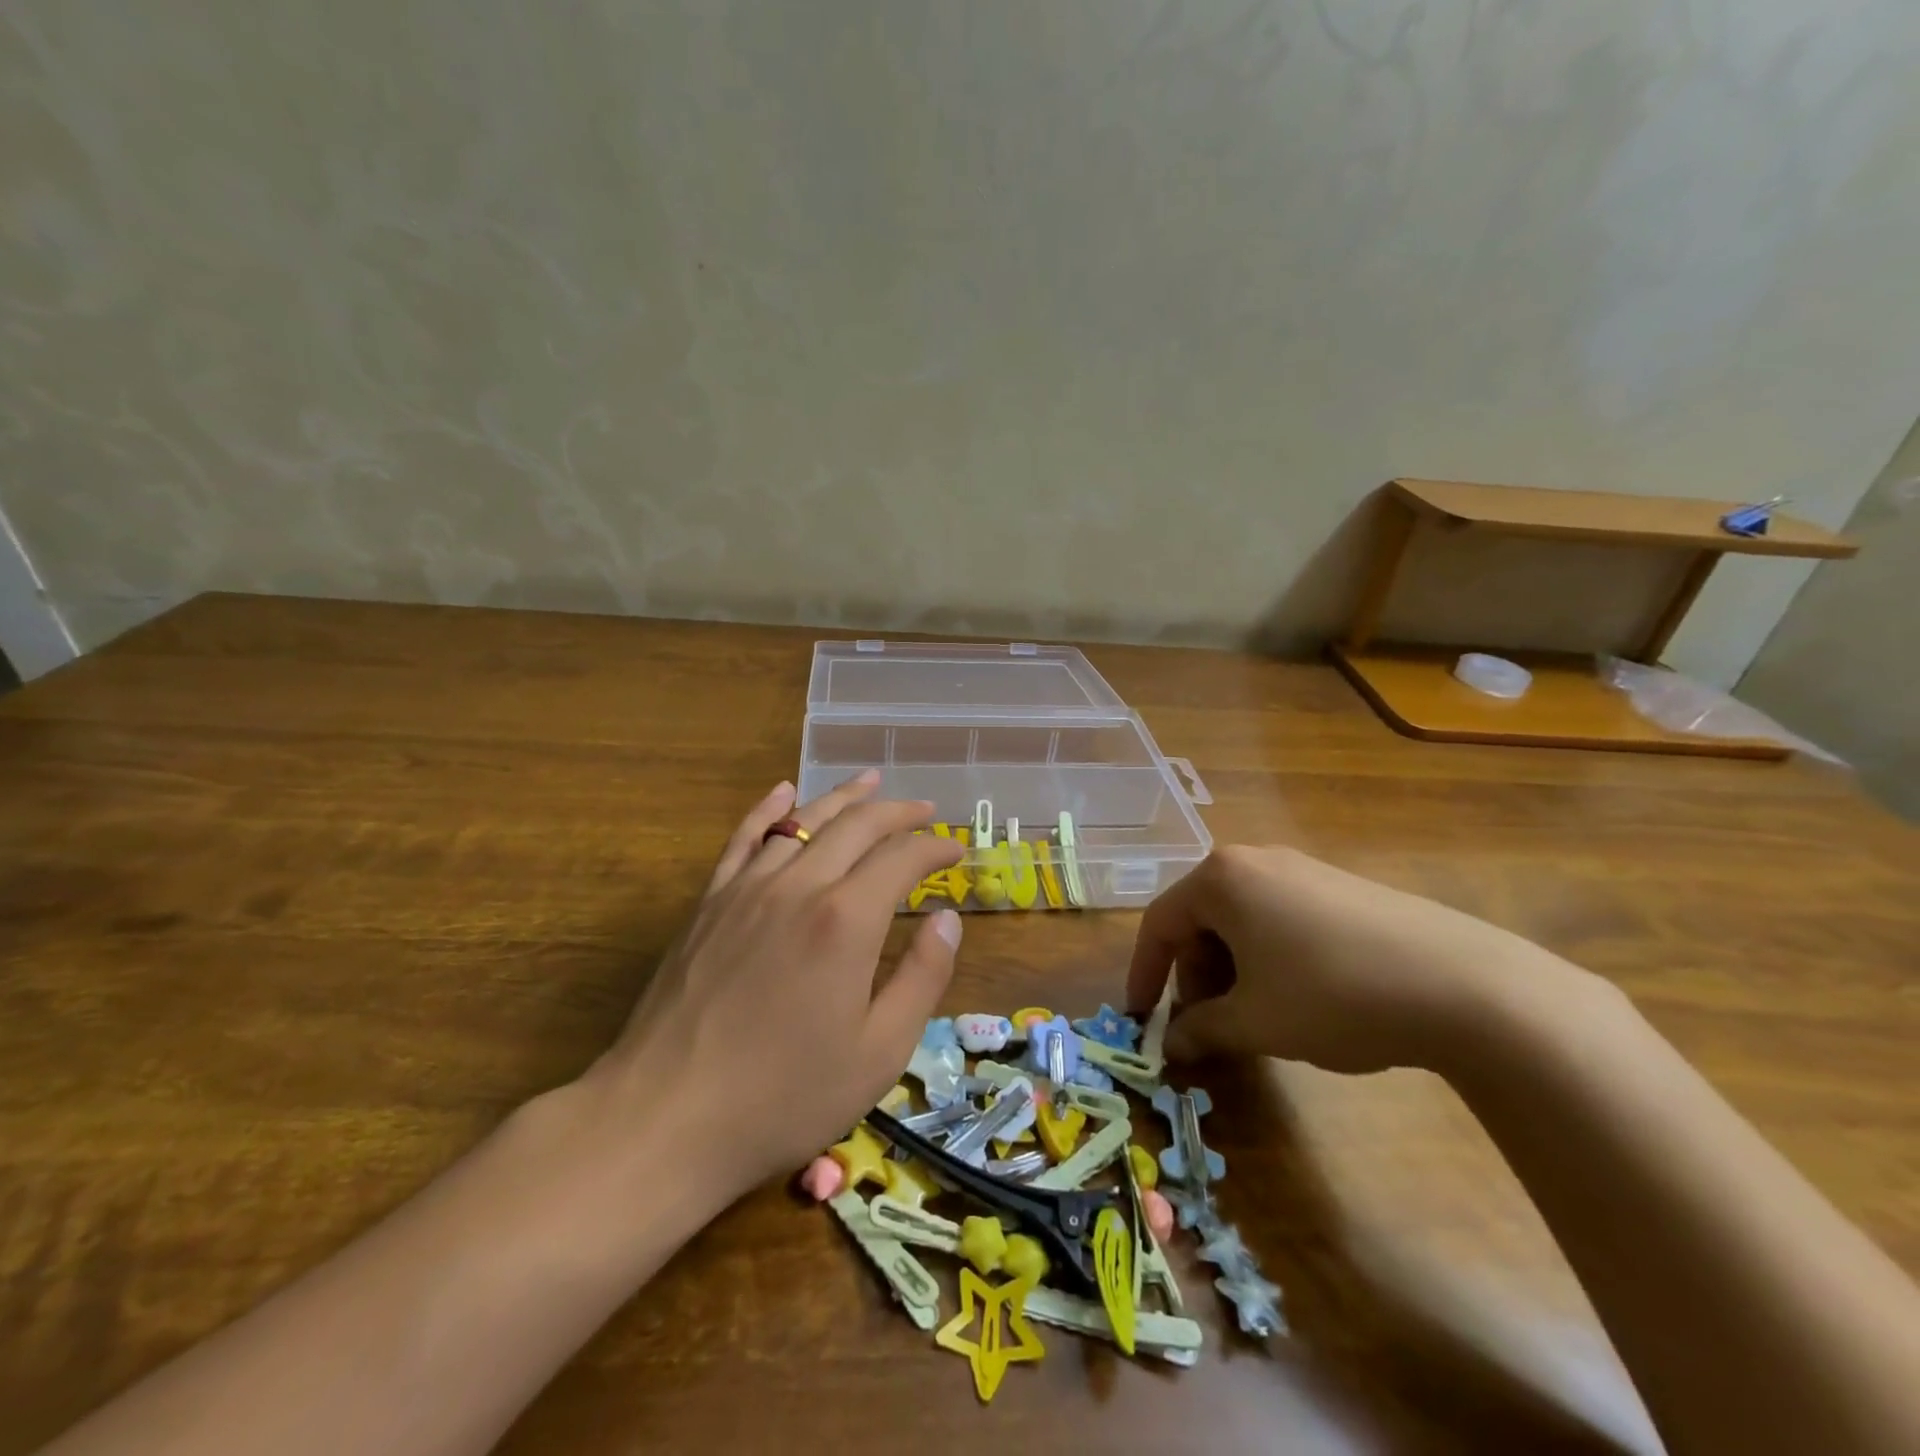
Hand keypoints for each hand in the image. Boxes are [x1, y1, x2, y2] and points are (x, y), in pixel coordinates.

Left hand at [580, 772, 963, 1203]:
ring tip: (870, 784)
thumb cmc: (784, 1096)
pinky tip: (783, 792)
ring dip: (842, 799)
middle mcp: (798, 885)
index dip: (935, 847)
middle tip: (925, 811)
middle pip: (856, 825)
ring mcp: (747, 888)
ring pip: (802, 821)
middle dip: (898, 812)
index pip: (902, 857)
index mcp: (845, 920)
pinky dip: (768, 809)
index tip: (956, 851)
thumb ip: (922, 977)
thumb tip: (947, 919)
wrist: (665, 1119)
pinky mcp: (709, 903)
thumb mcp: (879, 1052)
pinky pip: (743, 838)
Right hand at [1125, 846, 1584, 1074]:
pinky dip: (1268, 958)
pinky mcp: (1341, 887)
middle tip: (1207, 1025)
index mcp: (1221, 879)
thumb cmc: (1332, 995)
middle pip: (1200, 919)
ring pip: (1241, 920)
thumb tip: (1171, 1044)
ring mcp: (1302, 869)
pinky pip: (1280, 918)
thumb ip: (1201, 1030)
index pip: (1159, 923)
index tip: (1141, 1018)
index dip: (1144, 974)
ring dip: (1231, 970)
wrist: (1465, 986)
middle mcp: (1255, 861)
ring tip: (1254, 1017)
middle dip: (1194, 975)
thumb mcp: (1255, 1022)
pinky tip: (1298, 998)